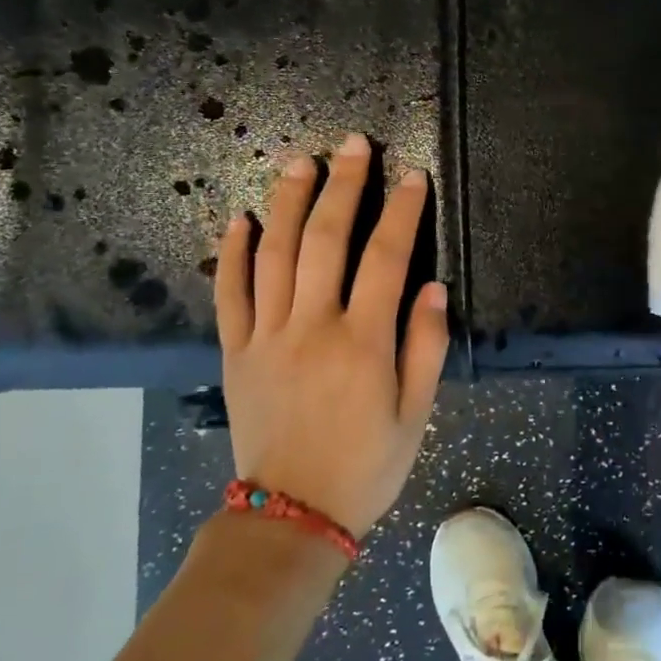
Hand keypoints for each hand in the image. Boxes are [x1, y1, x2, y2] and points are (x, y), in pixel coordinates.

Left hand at [215, 132, 449, 537]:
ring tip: (300, 162)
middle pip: (324, 240)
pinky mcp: (235, 352)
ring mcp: (266, 337)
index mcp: (363, 343)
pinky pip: (229, 293)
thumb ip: (425, 347)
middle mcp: (312, 327)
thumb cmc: (366, 465)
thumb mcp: (415, 414)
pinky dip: (231, 253)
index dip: (401, 212)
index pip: (386, 258)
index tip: (412, 177)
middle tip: (353, 145)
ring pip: (273, 254)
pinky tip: (238, 219)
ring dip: (286, 202)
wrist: (291, 515)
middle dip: (342, 186)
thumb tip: (432, 287)